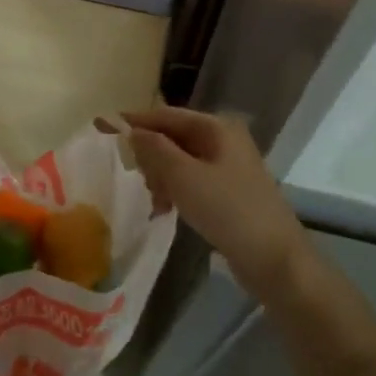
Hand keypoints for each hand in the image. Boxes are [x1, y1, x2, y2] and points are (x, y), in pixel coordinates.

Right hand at [123, 106, 309, 300]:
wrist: (275, 260)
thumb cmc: (228, 210)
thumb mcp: (183, 176)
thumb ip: (153, 149)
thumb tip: (131, 130)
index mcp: (216, 127)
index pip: (165, 115)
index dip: (132, 121)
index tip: (100, 126)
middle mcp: (224, 140)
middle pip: (172, 136)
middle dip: (149, 154)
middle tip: (132, 176)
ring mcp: (228, 167)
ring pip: (180, 161)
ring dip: (160, 176)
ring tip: (153, 200)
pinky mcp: (229, 192)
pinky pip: (191, 181)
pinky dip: (175, 190)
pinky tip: (165, 210)